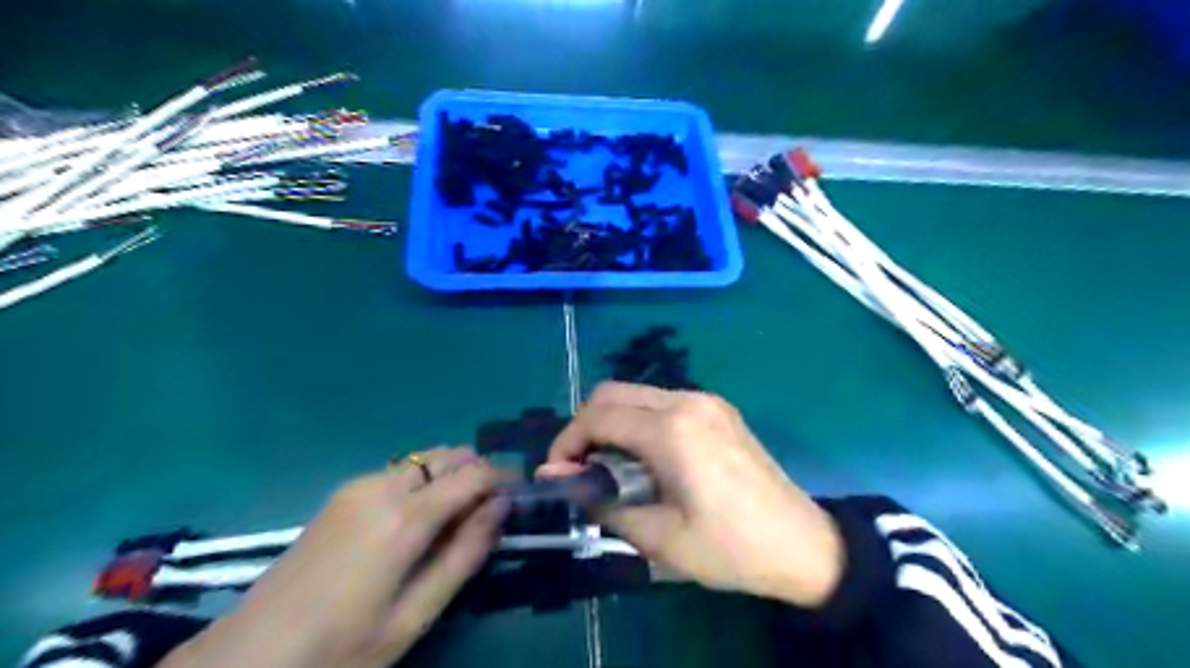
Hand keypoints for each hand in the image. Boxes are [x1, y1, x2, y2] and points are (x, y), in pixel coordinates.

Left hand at [161, 445, 506, 667]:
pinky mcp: (340, 494)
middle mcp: (383, 486)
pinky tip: (418, 515)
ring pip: (422, 459)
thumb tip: (501, 507)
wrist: (246, 659)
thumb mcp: (415, 615)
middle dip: (476, 471)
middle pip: (447, 455)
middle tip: (490, 506)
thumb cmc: (341, 648)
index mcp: (405, 517)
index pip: (473, 474)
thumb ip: (465, 554)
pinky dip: (422, 480)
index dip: (502, 478)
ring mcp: (357, 485)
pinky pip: (398, 471)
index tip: (519, 494)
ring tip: (458, 512)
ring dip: (449, 473)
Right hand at [541, 385, 846, 606]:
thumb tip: (556, 476)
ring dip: (613, 422)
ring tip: (614, 468)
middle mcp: (686, 401)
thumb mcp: (659, 538)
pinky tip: (649, 458)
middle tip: (584, 469)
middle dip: (586, 427)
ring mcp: (706, 400)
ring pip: (636, 394)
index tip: (560, 476)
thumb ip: (600, 499)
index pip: (597, 417)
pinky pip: (662, 402)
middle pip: (612, 393)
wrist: (803, 544)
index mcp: (672, 430)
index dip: (567, 443)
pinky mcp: (718, 408)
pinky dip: (640, 421)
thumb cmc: (730, 548)